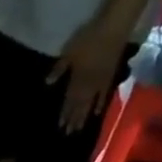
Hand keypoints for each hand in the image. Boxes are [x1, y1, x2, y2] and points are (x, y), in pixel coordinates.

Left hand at [47, 15, 128, 133]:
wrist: (114, 28)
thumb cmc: (89, 38)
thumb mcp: (70, 52)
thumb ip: (59, 68)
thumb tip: (47, 83)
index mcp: (77, 81)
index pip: (69, 101)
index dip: (64, 113)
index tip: (60, 125)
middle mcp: (88, 86)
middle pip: (79, 106)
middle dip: (73, 119)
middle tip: (69, 133)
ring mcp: (100, 83)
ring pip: (90, 104)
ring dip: (83, 117)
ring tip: (78, 129)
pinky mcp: (110, 77)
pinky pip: (104, 95)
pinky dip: (100, 105)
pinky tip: (96, 113)